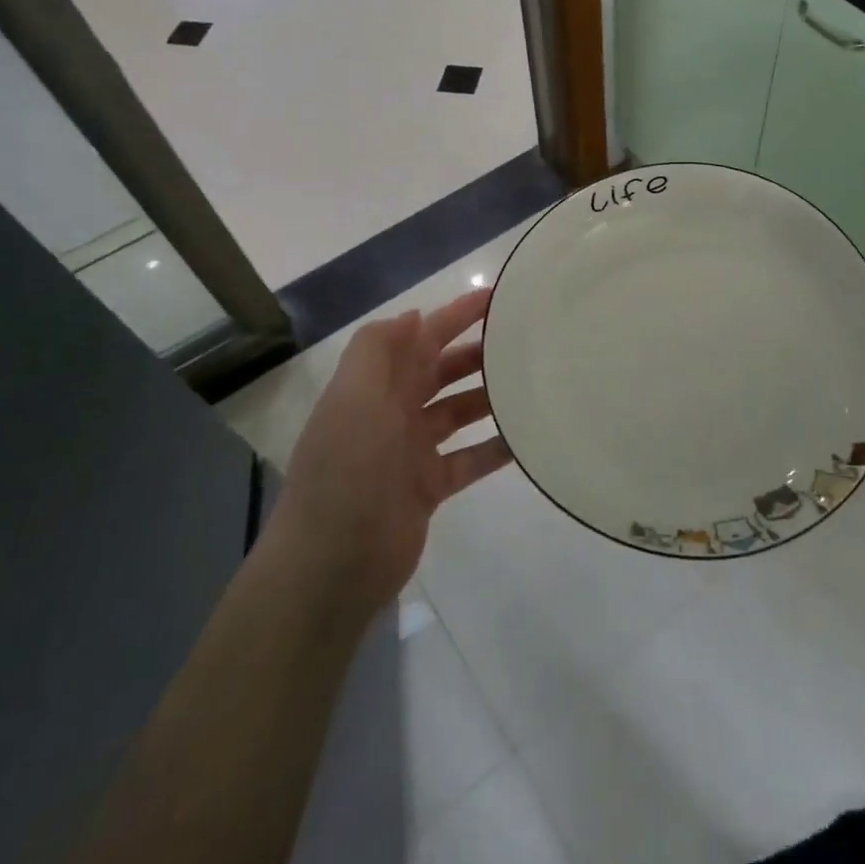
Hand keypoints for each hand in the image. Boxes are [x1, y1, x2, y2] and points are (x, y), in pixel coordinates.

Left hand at [265, 288, 507, 622]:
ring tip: (532, 385)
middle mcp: (392, 411)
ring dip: (489, 397)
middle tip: (525, 342)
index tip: (496, 299)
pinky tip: (526, 440)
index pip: (420, 338)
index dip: (454, 315)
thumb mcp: (354, 399)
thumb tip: (415, 316)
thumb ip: (378, 350)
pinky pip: (469, 458)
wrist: (332, 565)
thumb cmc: (347, 471)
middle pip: (441, 371)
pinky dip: (494, 448)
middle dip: (477, 353)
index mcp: (374, 386)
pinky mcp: (428, 487)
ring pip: (458, 412)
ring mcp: (411, 451)